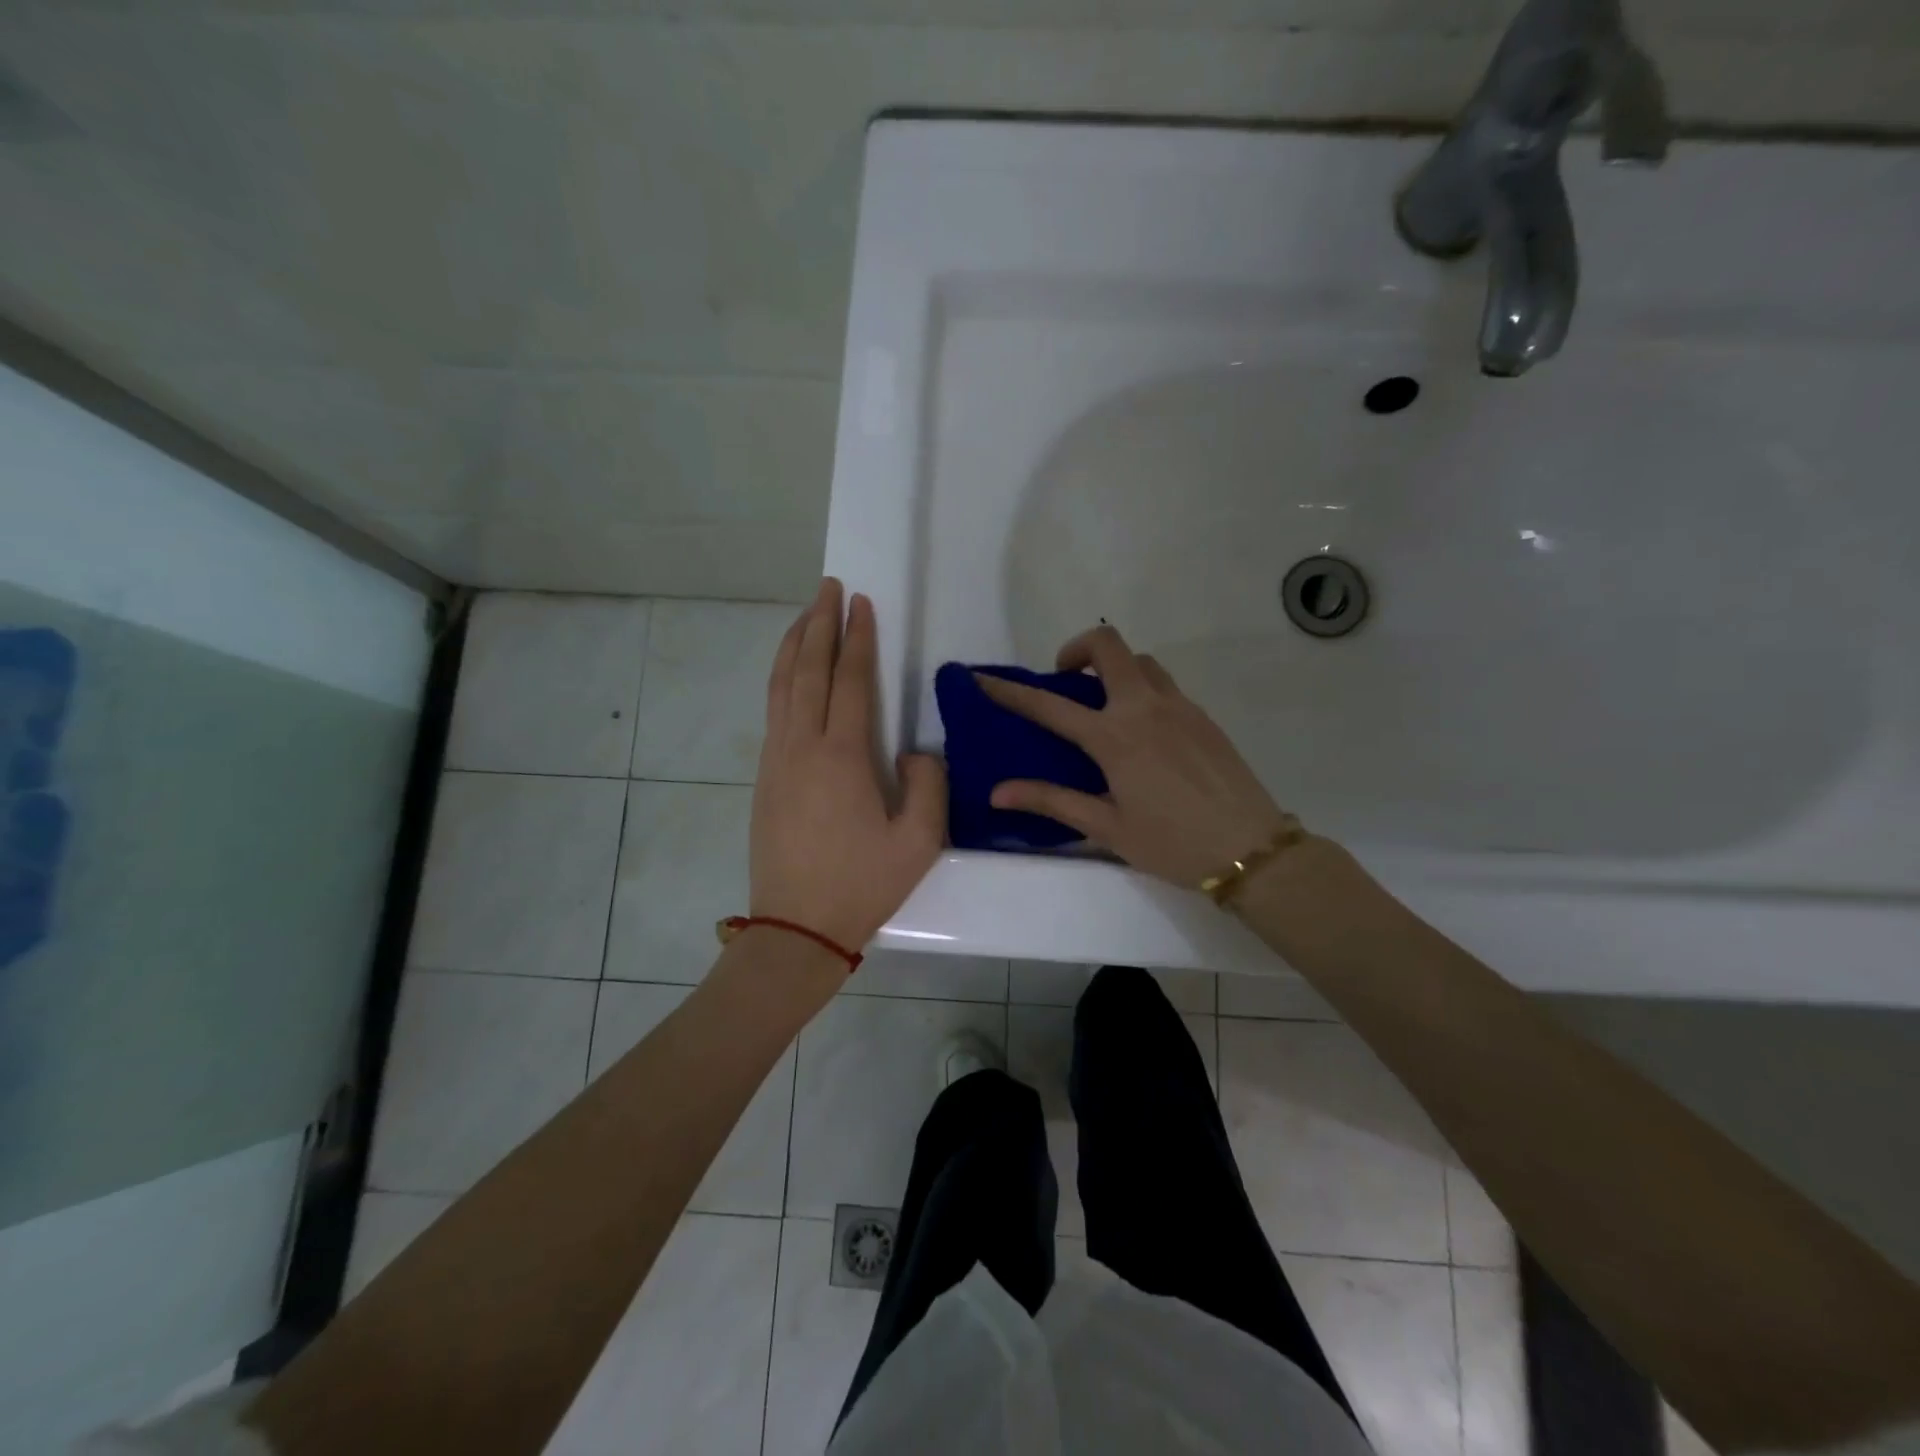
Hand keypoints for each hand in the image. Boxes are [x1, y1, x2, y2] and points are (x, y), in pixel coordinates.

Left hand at [751, 579, 946, 954]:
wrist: (796, 930)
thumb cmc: (862, 886)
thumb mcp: (919, 842)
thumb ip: (929, 785)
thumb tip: (916, 752)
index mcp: (842, 757)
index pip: (850, 681)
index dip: (857, 638)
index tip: (860, 602)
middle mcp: (802, 747)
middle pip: (808, 670)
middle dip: (819, 624)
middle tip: (828, 588)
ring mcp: (777, 760)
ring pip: (780, 686)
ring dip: (793, 645)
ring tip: (805, 615)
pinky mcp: (765, 778)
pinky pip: (773, 711)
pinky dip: (781, 678)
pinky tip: (790, 674)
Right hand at [976, 625, 1292, 889]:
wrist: (1252, 850)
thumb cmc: (1172, 843)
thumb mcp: (1106, 827)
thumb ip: (1052, 801)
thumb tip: (998, 792)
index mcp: (1115, 737)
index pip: (1049, 705)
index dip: (1010, 690)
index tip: (982, 678)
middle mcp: (1145, 708)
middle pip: (1107, 646)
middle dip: (1075, 649)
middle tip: (1064, 682)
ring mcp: (1179, 706)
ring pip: (1140, 661)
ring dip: (1112, 668)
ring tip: (1102, 704)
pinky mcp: (1203, 715)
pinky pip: (1164, 684)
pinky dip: (1140, 688)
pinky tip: (1141, 729)